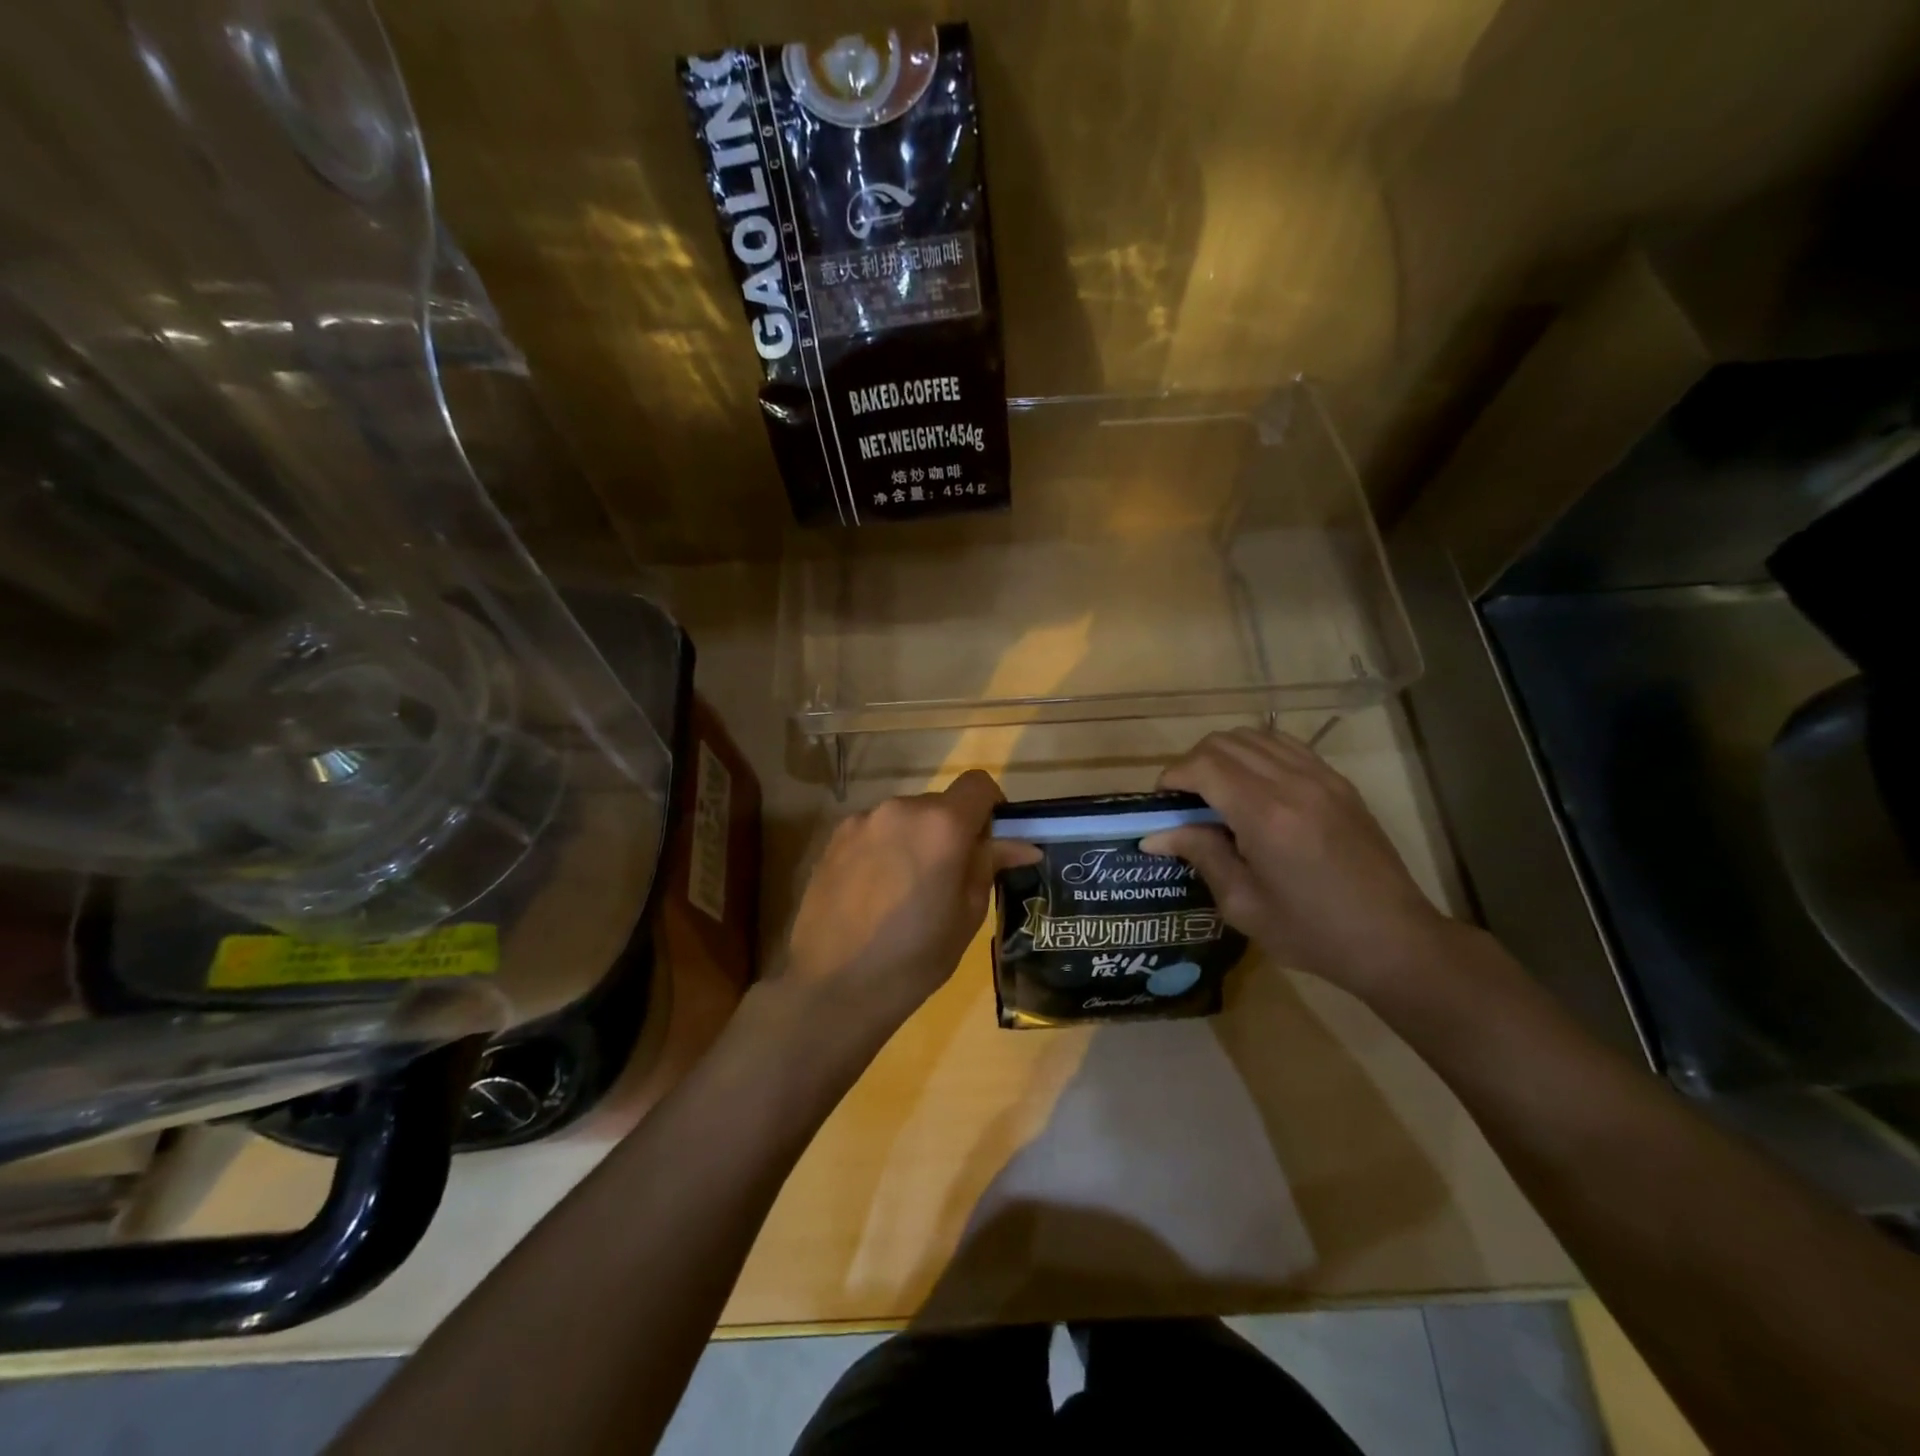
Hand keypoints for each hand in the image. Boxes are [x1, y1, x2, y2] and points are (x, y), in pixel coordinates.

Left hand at [782, 769, 1015, 1040]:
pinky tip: (876, 892)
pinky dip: (884, 849)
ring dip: (915, 839)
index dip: (992, 806)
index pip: (978, 784)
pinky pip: (874, 832)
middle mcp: (900, 808)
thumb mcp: (968, 914)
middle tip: (949, 877)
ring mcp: (862, 821)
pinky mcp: (833, 839)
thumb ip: (989, 865)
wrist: (834, 987)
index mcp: (942, 824)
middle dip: (951, 830)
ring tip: (907, 889)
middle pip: (939, 804)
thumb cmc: (915, 956)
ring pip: (904, 818)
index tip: (990, 841)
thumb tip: (1022, 845)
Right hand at [1140, 728, 1455, 997]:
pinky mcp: (1339, 782)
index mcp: (1265, 816)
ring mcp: (1321, 777)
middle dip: (1193, 763)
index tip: (1162, 803)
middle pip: (1224, 743)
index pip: (1203, 766)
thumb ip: (1201, 855)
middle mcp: (1293, 783)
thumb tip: (1155, 834)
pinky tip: (1253, 786)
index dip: (1173, 777)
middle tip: (1185, 801)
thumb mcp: (1243, 904)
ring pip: (1254, 736)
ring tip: (1215, 791)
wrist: (1394, 940)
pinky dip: (1257, 754)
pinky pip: (1285, 746)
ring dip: (1224, 755)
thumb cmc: (1312, 933)